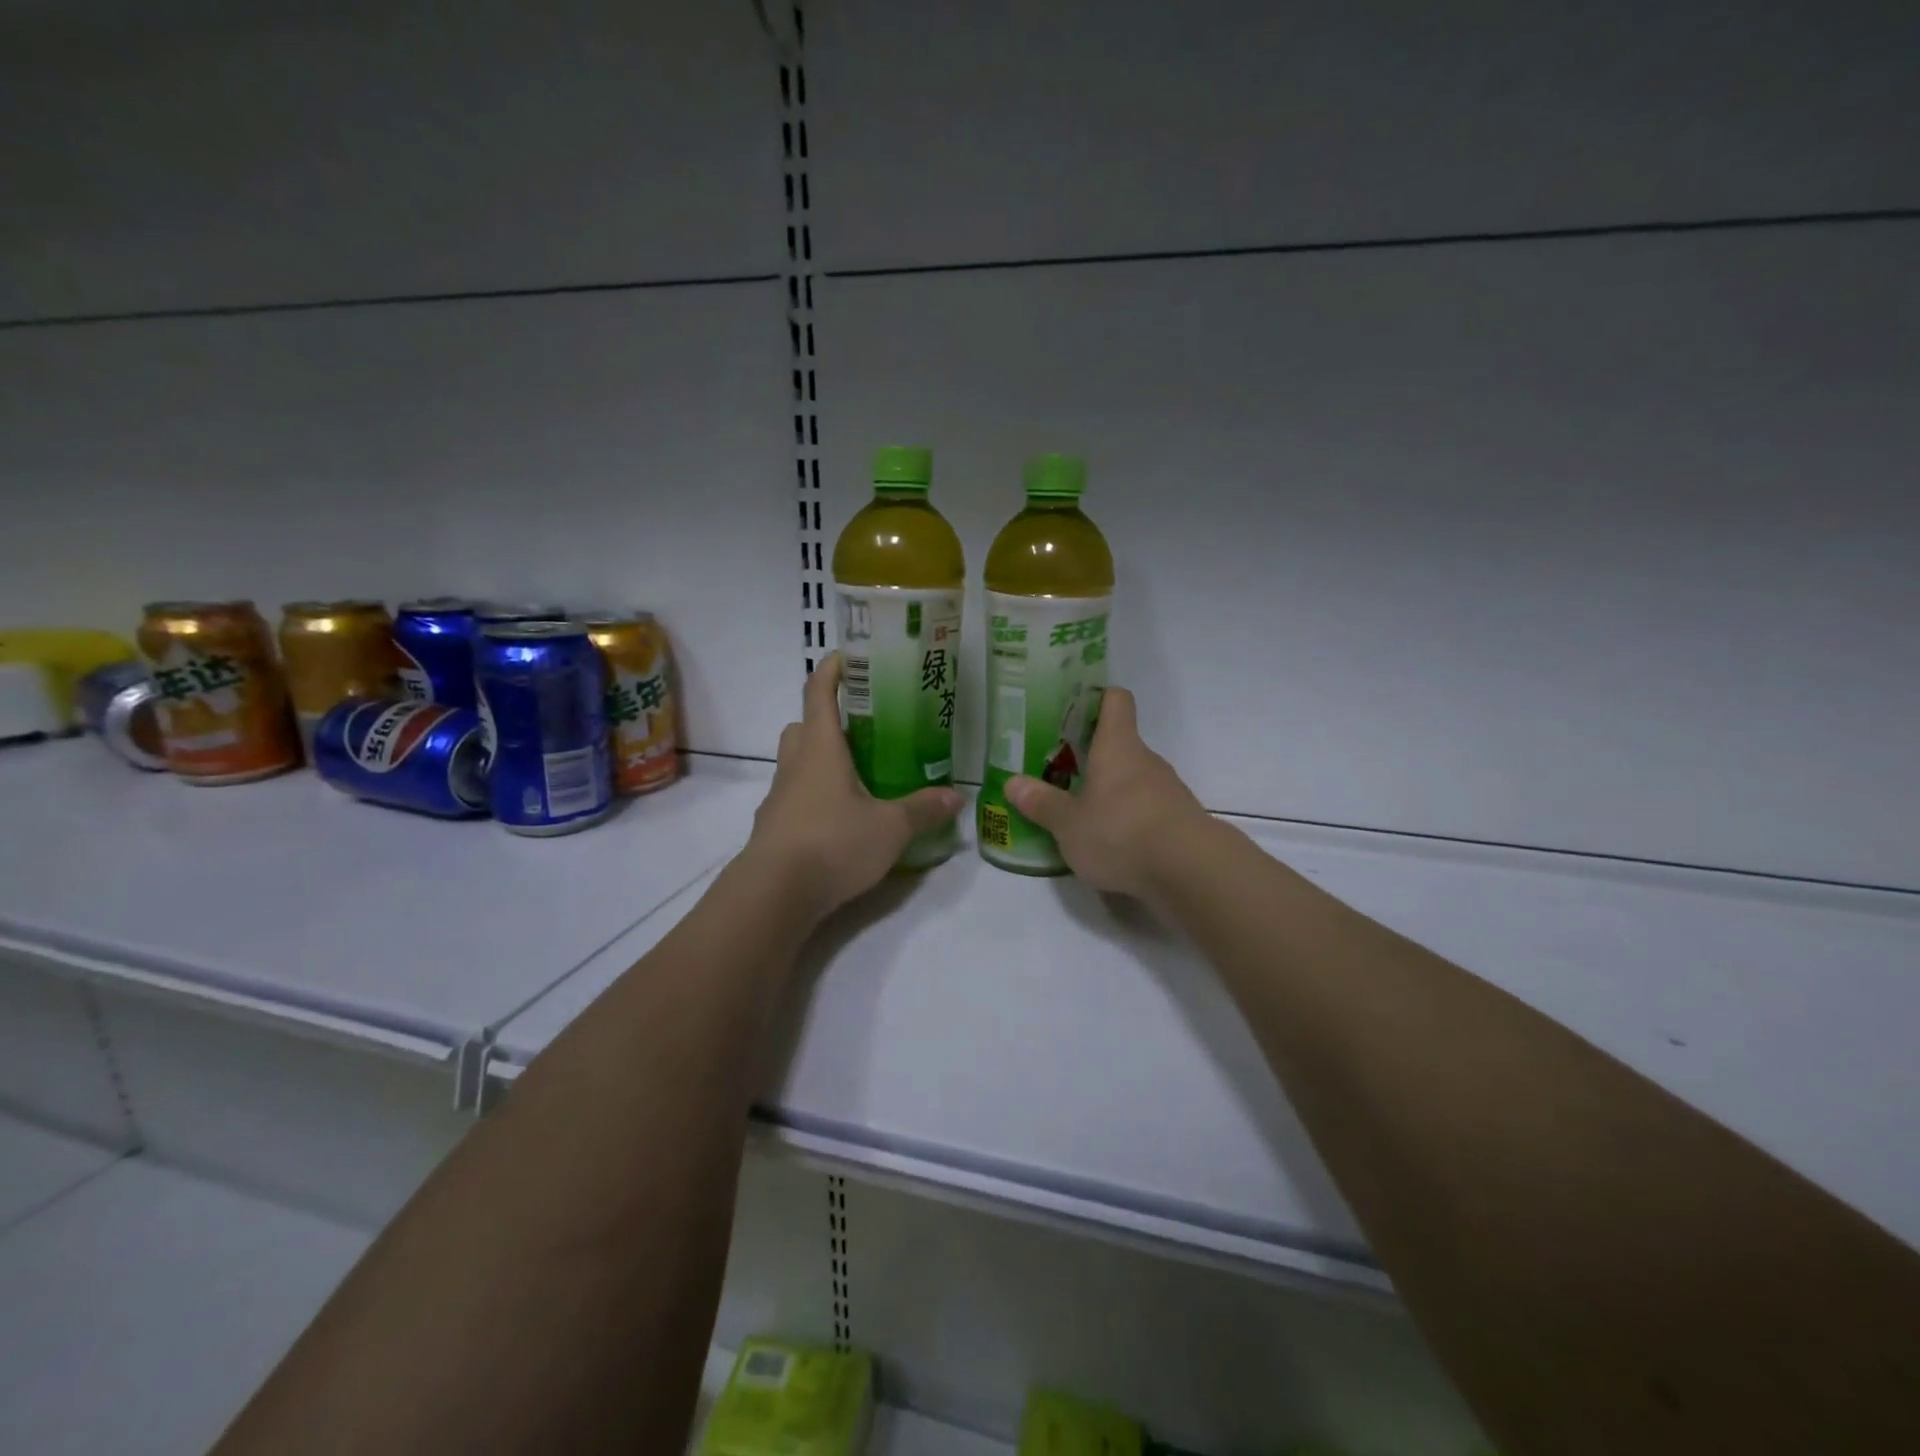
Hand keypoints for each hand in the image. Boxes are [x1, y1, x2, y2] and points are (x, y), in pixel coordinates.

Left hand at [744, 653, 963, 919]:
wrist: (774, 893)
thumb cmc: (833, 843)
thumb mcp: (890, 827)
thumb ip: (923, 809)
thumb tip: (957, 796)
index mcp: (820, 747)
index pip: (818, 692)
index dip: (832, 669)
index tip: (849, 657)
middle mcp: (795, 764)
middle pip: (803, 726)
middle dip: (826, 719)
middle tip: (863, 729)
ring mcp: (779, 796)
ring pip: (796, 762)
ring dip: (820, 759)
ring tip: (858, 775)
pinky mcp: (774, 826)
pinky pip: (795, 796)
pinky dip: (815, 796)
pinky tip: (841, 819)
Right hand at [1005, 687, 1208, 899]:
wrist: (1191, 871)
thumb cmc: (1121, 831)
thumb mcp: (1069, 823)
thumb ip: (1042, 803)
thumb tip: (1012, 782)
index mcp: (1117, 746)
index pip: (1115, 701)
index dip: (1097, 698)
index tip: (1074, 709)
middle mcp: (1146, 760)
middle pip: (1121, 744)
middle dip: (1093, 757)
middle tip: (1061, 772)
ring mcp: (1168, 790)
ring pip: (1134, 779)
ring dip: (1111, 791)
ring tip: (1082, 814)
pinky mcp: (1180, 820)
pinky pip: (1148, 810)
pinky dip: (1130, 819)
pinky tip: (1112, 843)